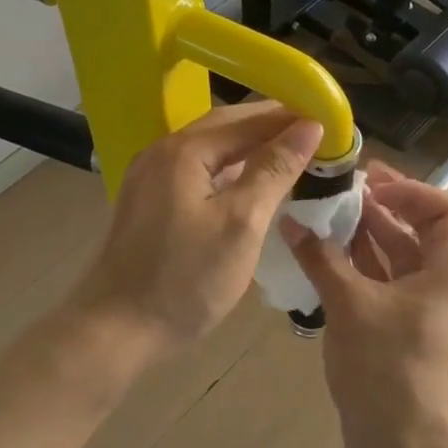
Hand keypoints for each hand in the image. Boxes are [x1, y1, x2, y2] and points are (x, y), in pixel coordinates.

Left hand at [70, 102, 323, 357]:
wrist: (116, 330)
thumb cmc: (186, 279)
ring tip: (291, 152)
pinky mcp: (148, 199)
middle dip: (271, 125)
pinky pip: (196, 168)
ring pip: (210, 147)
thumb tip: (309, 126)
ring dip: (250, 145)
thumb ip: (274, 169)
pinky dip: (228, 167)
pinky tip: (249, 180)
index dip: (291, 117)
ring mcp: (150, 175)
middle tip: (316, 133)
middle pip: (226, 125)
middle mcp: (163, 150)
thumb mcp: (242, 223)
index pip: (249, 119)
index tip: (331, 120)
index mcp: (185, 150)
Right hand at [283, 163, 447, 447]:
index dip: (410, 190)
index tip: (369, 183)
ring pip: (399, 260)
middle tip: (340, 191)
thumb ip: (321, 258)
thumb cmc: (385, 366)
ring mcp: (425, 314)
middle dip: (381, 209)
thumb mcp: (349, 304)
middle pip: (419, 232)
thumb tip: (292, 222)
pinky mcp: (405, 334)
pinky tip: (325, 260)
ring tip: (326, 219)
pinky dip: (360, 269)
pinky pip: (386, 287)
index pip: (446, 210)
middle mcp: (444, 287)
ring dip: (367, 238)